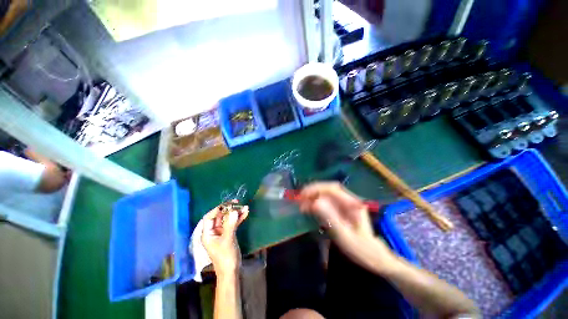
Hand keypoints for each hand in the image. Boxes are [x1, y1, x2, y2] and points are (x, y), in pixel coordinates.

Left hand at [201, 200, 248, 277]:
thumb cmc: (225, 257)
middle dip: (229, 209)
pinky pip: (233, 223)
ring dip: (236, 213)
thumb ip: (230, 225)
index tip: (228, 204)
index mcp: (208, 233)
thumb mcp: (227, 240)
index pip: (209, 217)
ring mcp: (222, 232)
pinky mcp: (229, 234)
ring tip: (245, 207)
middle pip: (220, 216)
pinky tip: (246, 213)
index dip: (217, 209)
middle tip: (238, 203)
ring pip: (228, 219)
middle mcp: (213, 231)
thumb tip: (234, 211)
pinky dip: (239, 219)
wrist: (231, 270)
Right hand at [298, 182, 396, 272]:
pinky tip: (309, 207)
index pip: (332, 189)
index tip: (303, 195)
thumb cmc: (360, 248)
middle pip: (329, 188)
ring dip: (313, 195)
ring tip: (301, 203)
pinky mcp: (341, 209)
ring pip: (326, 194)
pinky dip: (316, 202)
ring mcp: (345, 204)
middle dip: (313, 190)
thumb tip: (315, 202)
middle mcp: (349, 200)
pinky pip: (327, 201)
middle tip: (299, 198)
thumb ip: (331, 218)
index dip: (316, 188)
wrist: (373, 257)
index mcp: (353, 203)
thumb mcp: (345, 235)